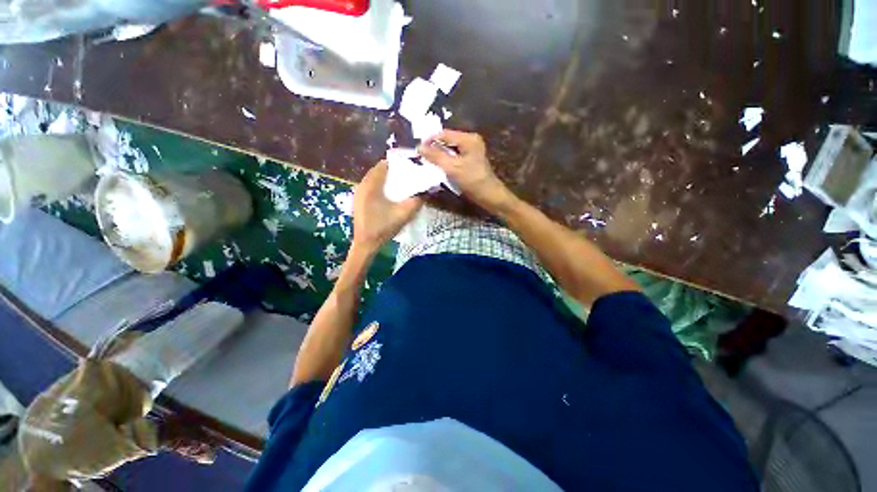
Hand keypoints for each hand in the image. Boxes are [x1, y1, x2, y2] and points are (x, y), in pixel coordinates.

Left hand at [353, 160, 423, 250]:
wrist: (365, 244)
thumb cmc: (383, 228)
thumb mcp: (404, 214)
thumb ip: (417, 200)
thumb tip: (427, 190)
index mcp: (371, 184)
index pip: (384, 164)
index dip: (398, 163)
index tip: (411, 167)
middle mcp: (362, 184)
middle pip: (379, 170)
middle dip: (394, 171)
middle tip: (408, 176)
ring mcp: (358, 192)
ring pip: (374, 178)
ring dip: (387, 179)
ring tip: (401, 184)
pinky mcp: (358, 200)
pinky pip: (371, 186)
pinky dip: (381, 186)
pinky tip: (390, 195)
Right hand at [418, 130, 511, 211]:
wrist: (489, 196)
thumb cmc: (472, 181)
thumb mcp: (453, 168)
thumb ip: (435, 156)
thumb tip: (419, 147)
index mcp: (468, 138)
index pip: (444, 134)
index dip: (429, 140)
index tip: (417, 149)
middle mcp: (470, 141)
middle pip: (446, 140)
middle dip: (433, 147)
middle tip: (420, 155)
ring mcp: (470, 151)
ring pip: (449, 149)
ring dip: (438, 154)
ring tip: (426, 161)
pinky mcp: (469, 160)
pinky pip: (453, 156)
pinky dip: (444, 160)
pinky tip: (437, 166)